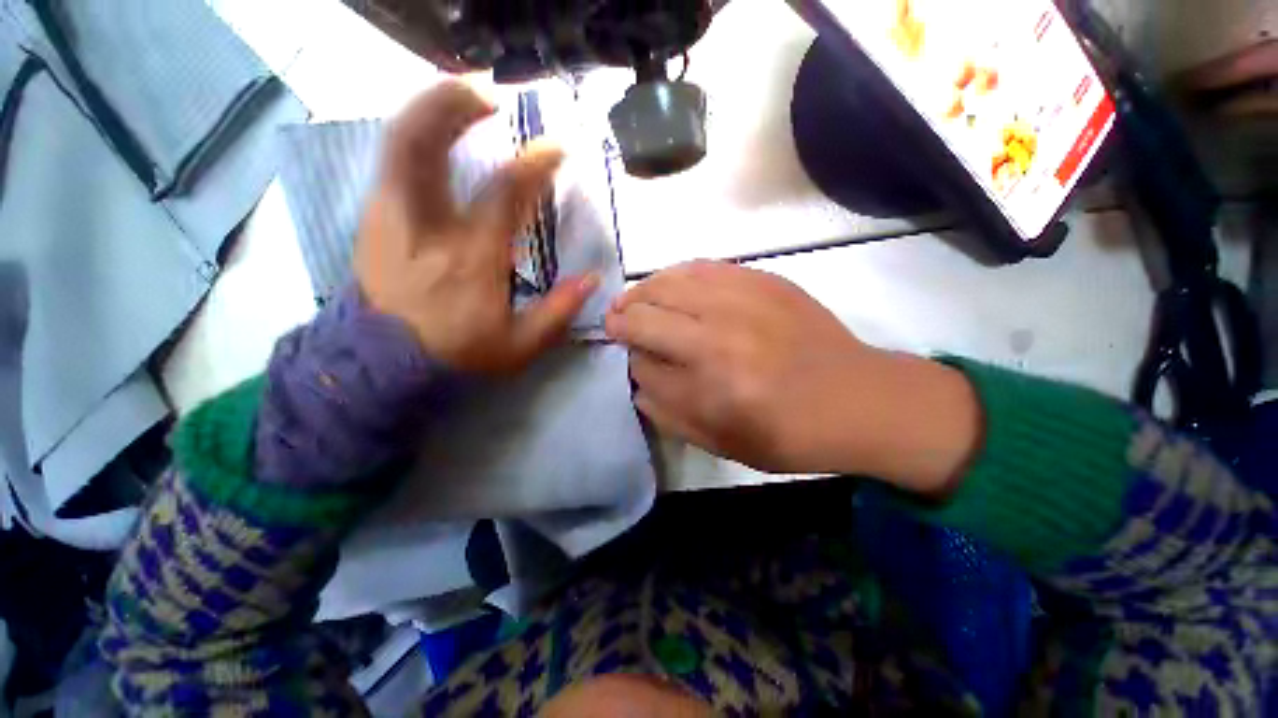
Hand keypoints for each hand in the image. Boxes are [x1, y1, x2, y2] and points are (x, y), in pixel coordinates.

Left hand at [355, 81, 598, 375]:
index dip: (534, 164)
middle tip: (489, 92)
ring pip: (400, 143)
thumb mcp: (519, 345)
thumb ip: (558, 311)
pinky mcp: (374, 219)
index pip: (505, 194)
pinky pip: (393, 163)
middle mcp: (426, 226)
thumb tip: (592, 279)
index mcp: (471, 258)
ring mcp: (391, 217)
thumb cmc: (458, 352)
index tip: (557, 148)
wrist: (385, 362)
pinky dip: (415, 138)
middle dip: (455, 104)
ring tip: (463, 101)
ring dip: (431, 111)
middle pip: (425, 143)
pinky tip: (437, 139)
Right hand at [605, 261, 980, 493]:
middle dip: (622, 317)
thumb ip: (667, 411)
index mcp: (711, 383)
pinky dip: (676, 275)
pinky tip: (671, 285)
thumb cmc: (786, 433)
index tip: (627, 353)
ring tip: (636, 300)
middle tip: (616, 321)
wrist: (856, 399)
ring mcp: (742, 299)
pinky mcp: (763, 280)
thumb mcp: (719, 442)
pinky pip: (702, 266)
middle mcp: (720, 333)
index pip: (641, 357)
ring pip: (668, 281)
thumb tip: (636, 375)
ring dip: (642, 291)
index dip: (628, 354)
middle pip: (646, 312)